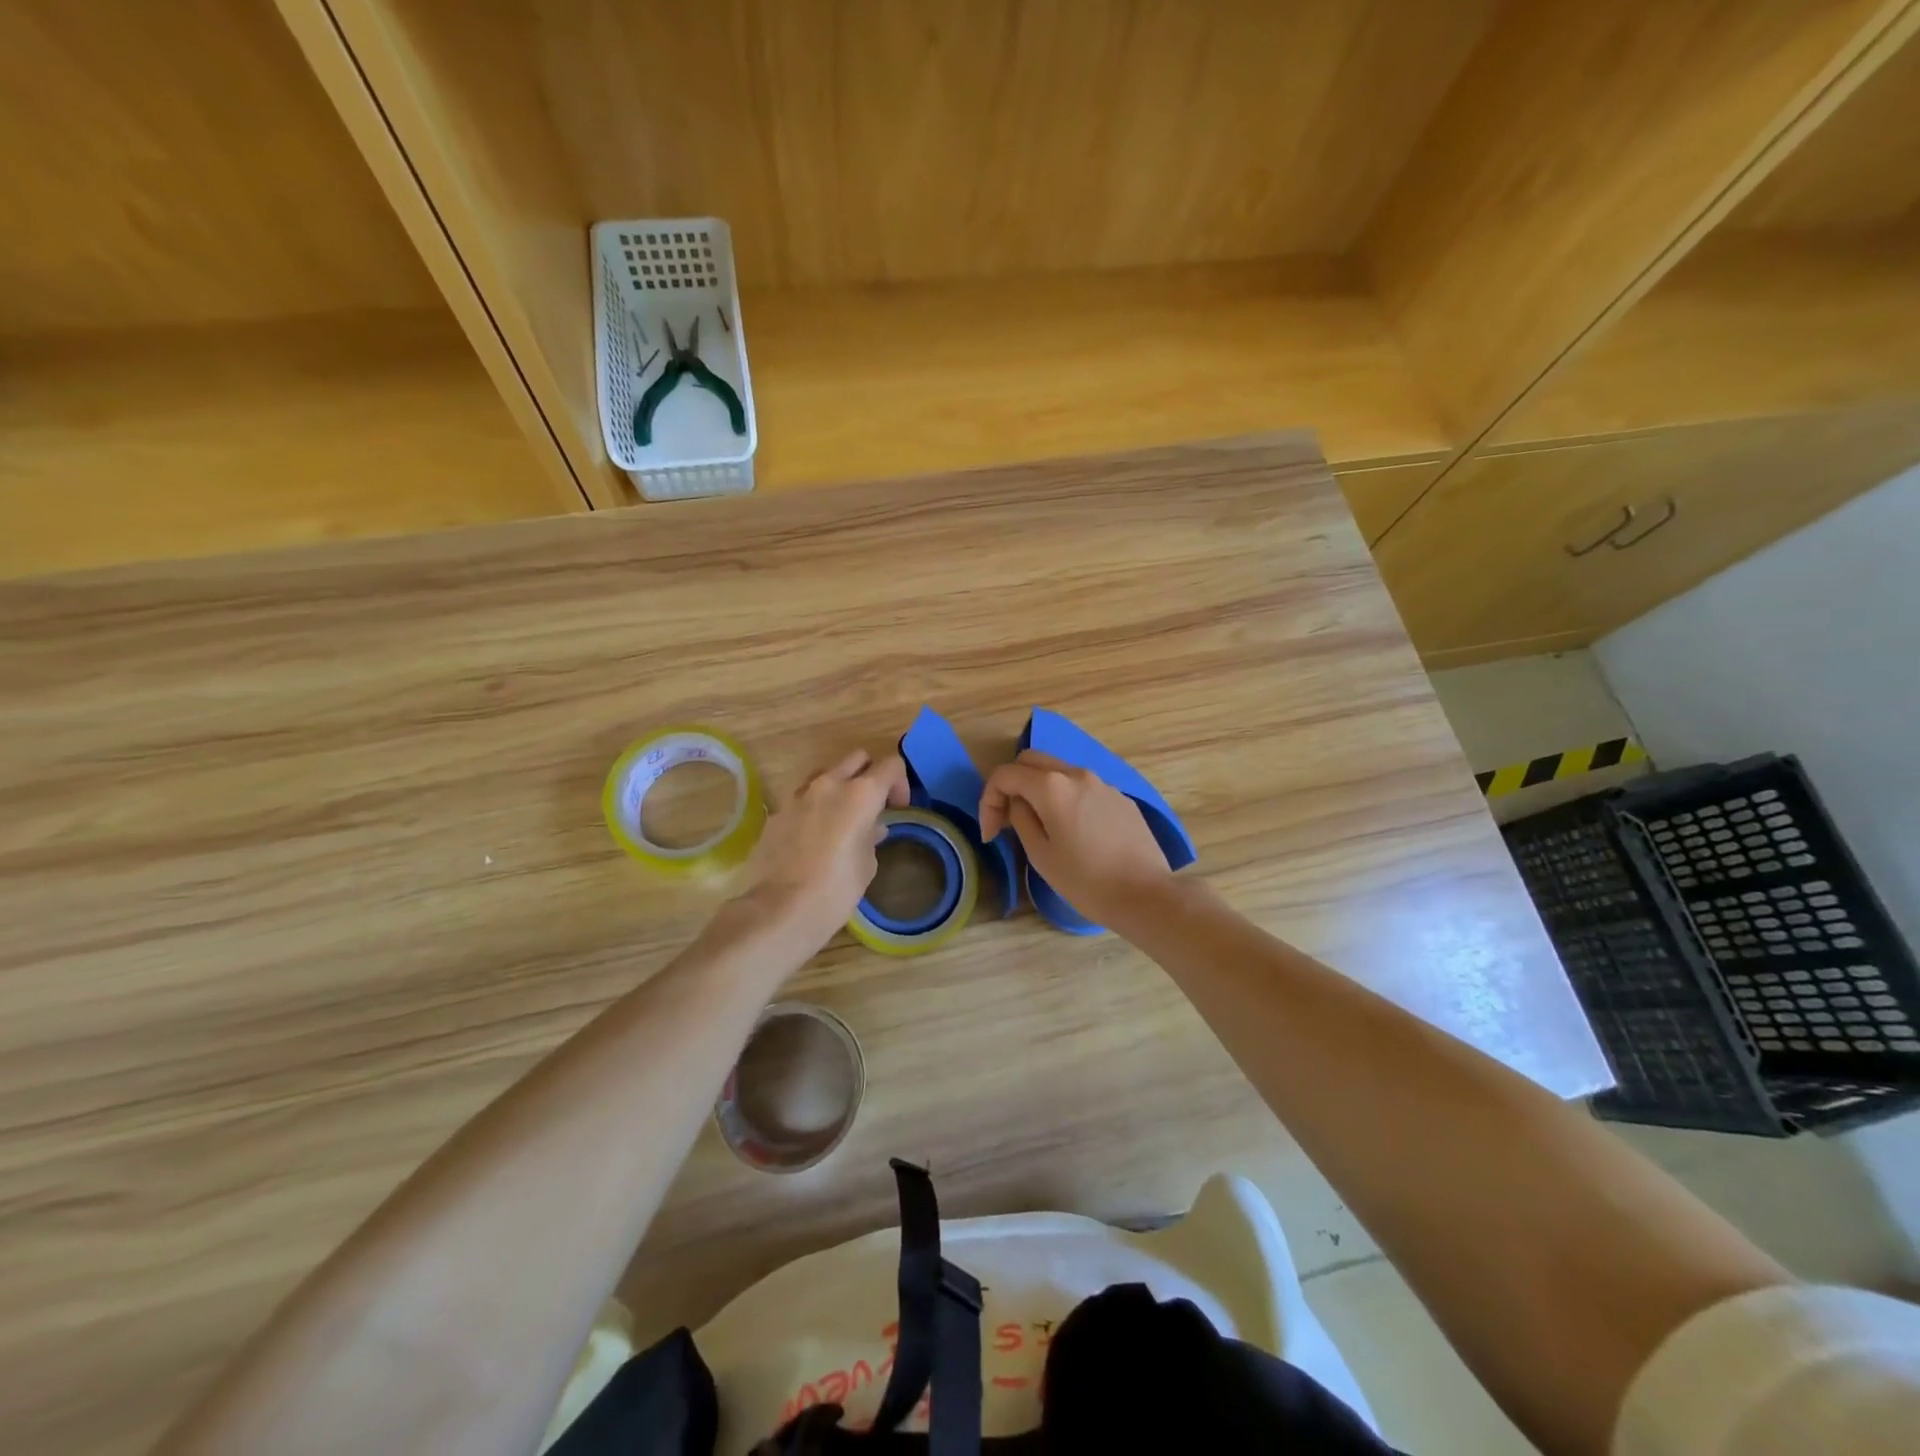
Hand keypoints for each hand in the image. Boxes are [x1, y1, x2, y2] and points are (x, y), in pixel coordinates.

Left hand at [738, 748, 909, 950]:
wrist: (780, 909)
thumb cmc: (836, 889)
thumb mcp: (867, 865)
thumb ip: (871, 837)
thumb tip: (871, 828)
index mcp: (861, 793)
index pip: (891, 765)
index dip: (900, 782)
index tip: (898, 807)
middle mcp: (830, 784)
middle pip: (857, 758)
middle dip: (869, 775)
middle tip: (872, 805)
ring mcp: (799, 795)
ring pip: (826, 773)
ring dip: (838, 786)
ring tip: (841, 817)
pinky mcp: (777, 812)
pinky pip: (802, 798)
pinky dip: (813, 808)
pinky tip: (813, 837)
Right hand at [977, 750, 1173, 925]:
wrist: (1146, 895)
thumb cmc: (1086, 880)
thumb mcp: (1040, 854)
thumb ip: (1021, 819)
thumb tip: (1018, 804)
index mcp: (1051, 786)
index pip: (1005, 774)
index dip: (988, 800)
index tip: (991, 833)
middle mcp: (1076, 774)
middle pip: (1031, 761)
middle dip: (1012, 785)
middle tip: (1007, 820)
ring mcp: (1102, 783)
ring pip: (1059, 771)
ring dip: (1039, 790)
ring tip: (1039, 826)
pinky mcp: (1120, 798)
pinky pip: (1083, 788)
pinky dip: (1066, 799)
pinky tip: (1073, 832)